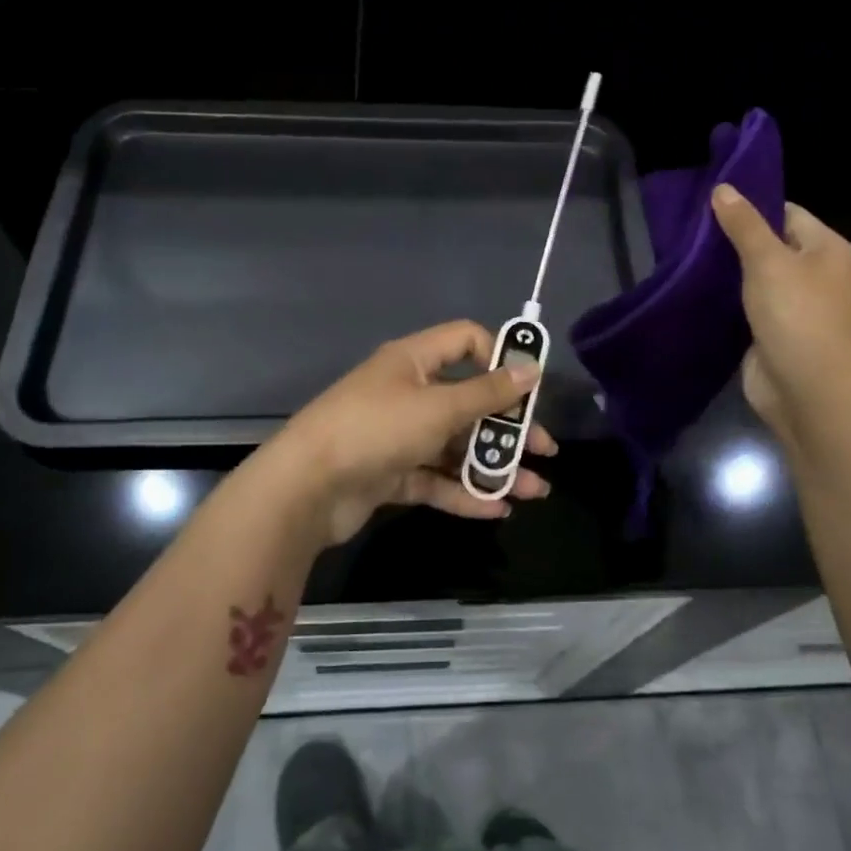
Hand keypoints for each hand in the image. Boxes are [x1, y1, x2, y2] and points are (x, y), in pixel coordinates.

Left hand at [257, 320, 556, 550]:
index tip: (528, 388)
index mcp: (414, 361)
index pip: (466, 341)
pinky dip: (464, 492)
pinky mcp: (391, 474)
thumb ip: (488, 393)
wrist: (306, 488)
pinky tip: (496, 509)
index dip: (500, 358)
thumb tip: (531, 370)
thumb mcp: (439, 407)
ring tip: (533, 490)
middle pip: (468, 402)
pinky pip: (436, 479)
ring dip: (493, 466)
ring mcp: (399, 436)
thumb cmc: (377, 429)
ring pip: (456, 446)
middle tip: (545, 450)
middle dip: (508, 427)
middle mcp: (408, 393)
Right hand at [711, 184, 850, 444]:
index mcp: (825, 249)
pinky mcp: (769, 333)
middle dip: (730, 239)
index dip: (750, 206)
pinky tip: (690, 289)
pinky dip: (721, 300)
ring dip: (722, 272)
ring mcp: (791, 306)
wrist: (809, 393)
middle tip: (685, 228)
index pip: (785, 213)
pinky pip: (743, 307)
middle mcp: (812, 274)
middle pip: (768, 245)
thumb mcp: (769, 261)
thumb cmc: (798, 317)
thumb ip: (744, 225)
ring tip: (680, 254)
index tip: (708, 201)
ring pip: (752, 278)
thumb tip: (723, 188)